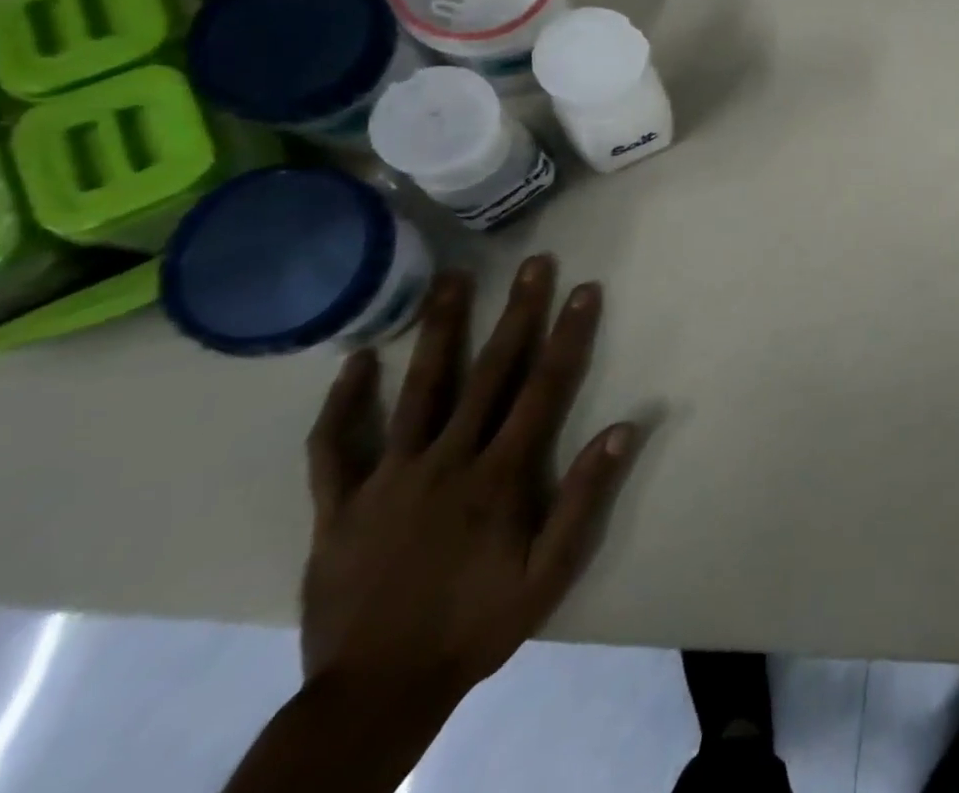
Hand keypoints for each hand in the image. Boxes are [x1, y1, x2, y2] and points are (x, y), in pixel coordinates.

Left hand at [300, 255, 640, 713]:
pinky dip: (343, 402)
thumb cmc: (475, 627)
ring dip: (438, 330)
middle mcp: (446, 460)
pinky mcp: (338, 506)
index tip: (584, 289)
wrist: (373, 697)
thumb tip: (624, 427)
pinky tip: (356, 361)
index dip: (568, 334)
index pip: (543, 387)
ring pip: (417, 390)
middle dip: (515, 312)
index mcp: (498, 476)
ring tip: (451, 279)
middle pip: (488, 372)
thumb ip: (583, 499)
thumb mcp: (548, 575)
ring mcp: (387, 478)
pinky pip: (334, 447)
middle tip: (532, 263)